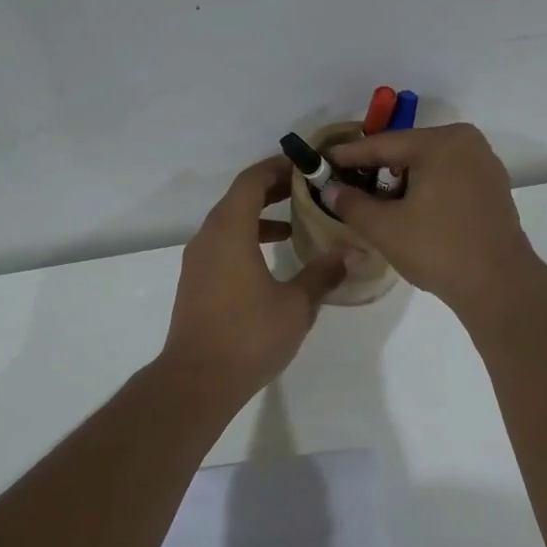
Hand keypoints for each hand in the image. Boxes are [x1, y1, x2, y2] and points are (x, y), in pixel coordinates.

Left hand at [161, 157, 347, 401]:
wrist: (197, 380)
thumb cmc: (249, 336)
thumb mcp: (296, 304)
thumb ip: (323, 274)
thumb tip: (351, 254)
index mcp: (229, 231)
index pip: (251, 181)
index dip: (278, 167)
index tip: (306, 166)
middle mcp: (208, 238)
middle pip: (238, 198)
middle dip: (272, 190)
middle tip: (308, 190)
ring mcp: (197, 261)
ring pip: (229, 224)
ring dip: (260, 217)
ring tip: (295, 224)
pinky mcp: (196, 283)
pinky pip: (222, 245)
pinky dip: (247, 239)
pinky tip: (272, 260)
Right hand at [320, 123, 543, 319]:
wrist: (498, 285)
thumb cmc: (438, 249)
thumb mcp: (385, 227)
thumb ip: (352, 203)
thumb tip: (329, 189)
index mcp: (442, 142)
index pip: (384, 144)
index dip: (349, 155)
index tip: (322, 160)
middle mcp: (468, 144)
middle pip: (408, 152)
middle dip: (375, 169)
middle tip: (344, 183)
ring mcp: (485, 166)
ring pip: (429, 167)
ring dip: (400, 182)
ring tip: (371, 201)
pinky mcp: (492, 190)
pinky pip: (448, 180)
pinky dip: (425, 191)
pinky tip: (406, 210)